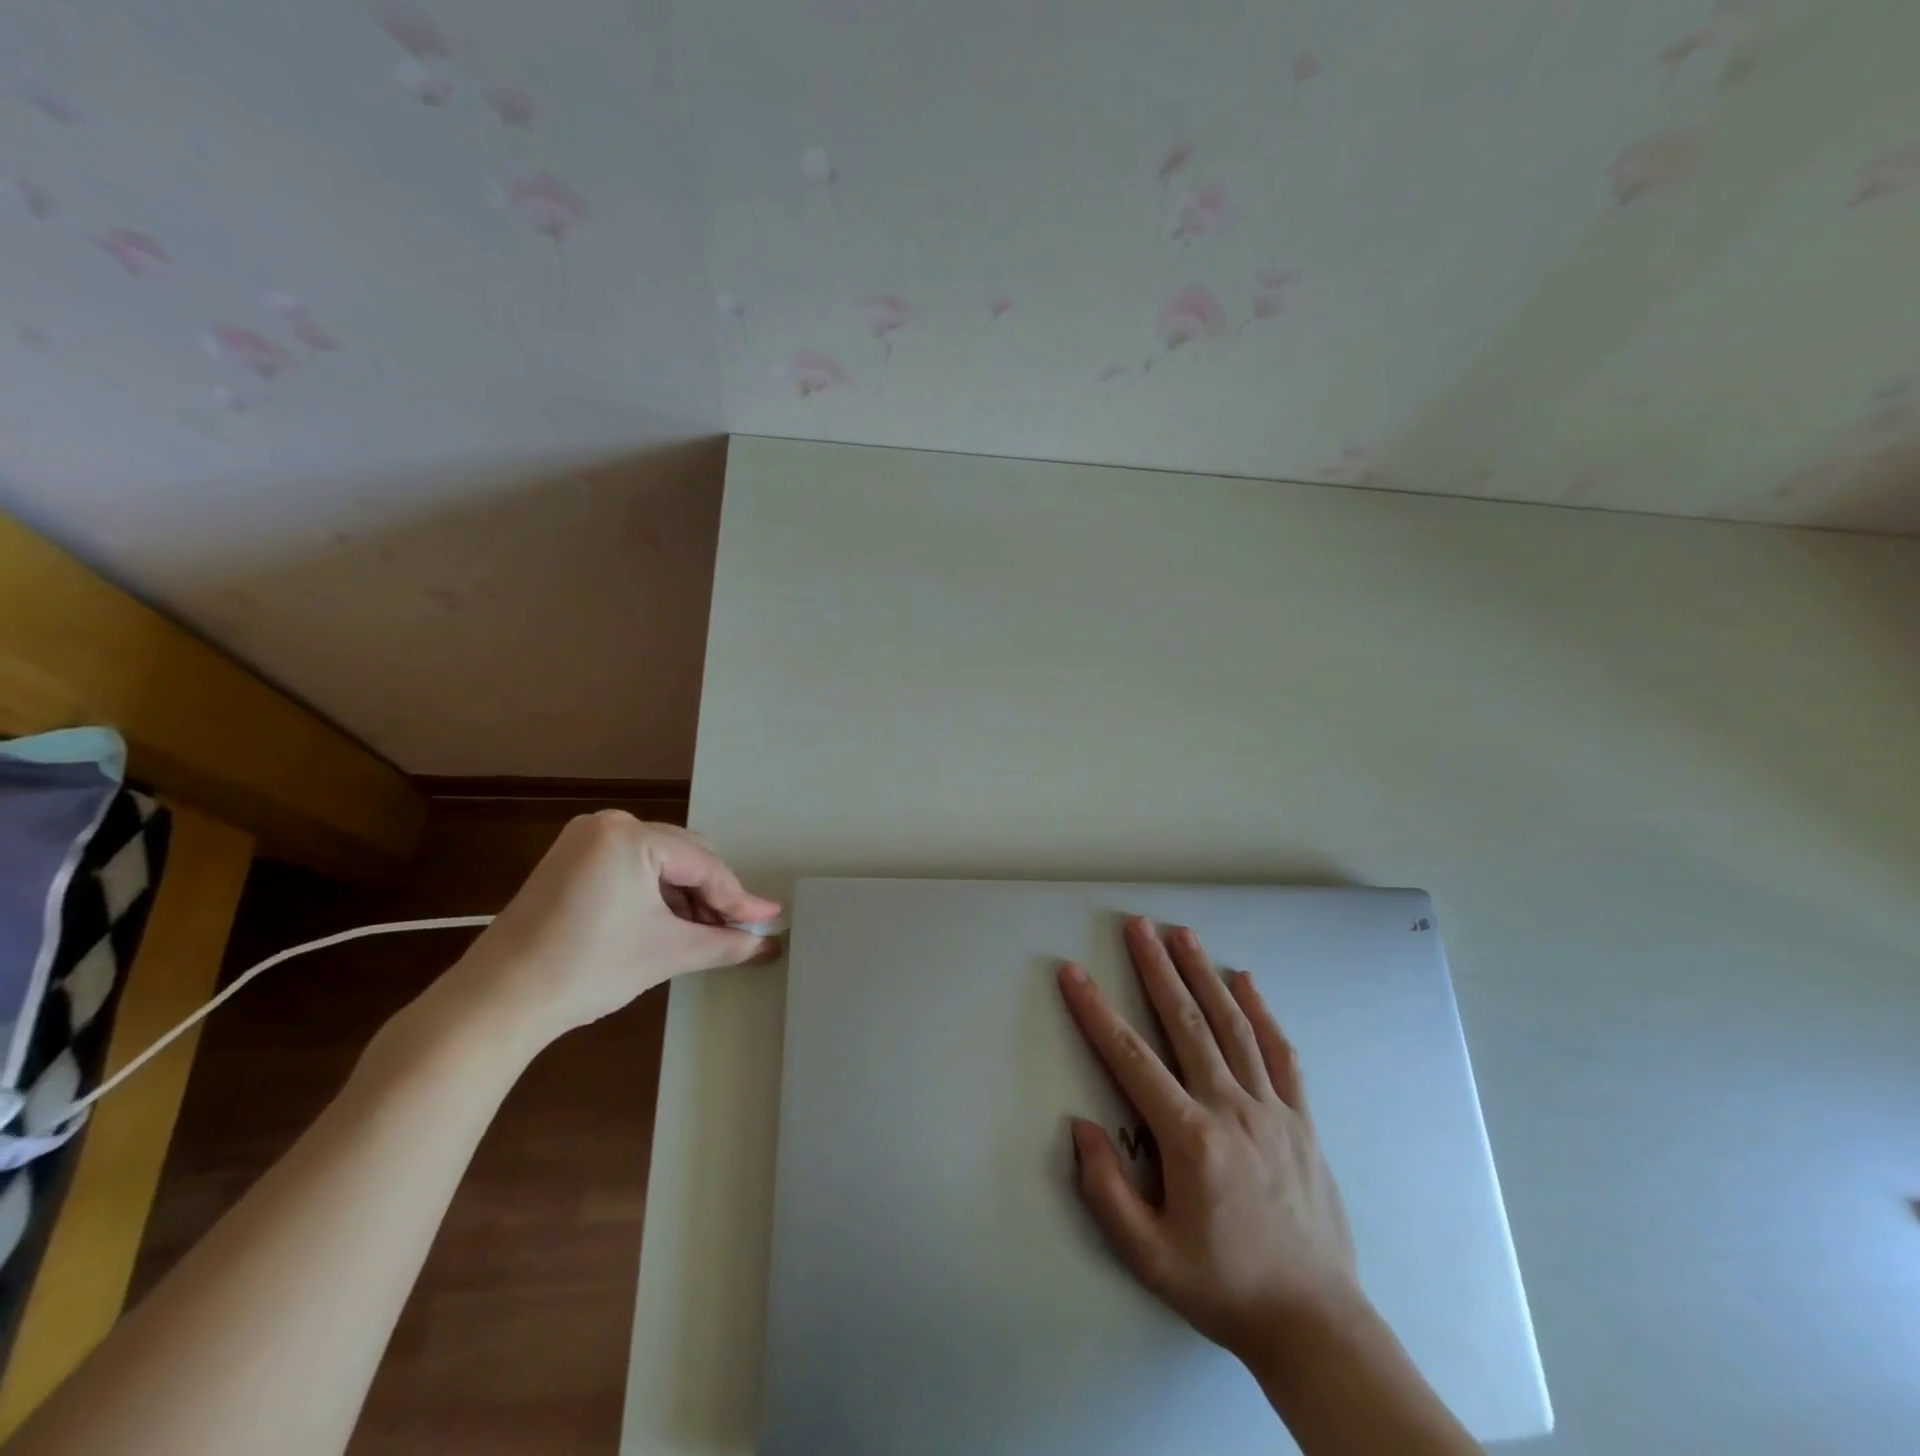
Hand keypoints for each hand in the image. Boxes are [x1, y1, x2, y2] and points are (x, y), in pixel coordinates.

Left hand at [447, 812, 780, 1045]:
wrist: (495, 1002)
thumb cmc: (587, 968)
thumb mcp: (667, 952)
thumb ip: (724, 942)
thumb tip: (766, 943)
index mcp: (631, 835)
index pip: (704, 865)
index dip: (739, 899)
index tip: (769, 921)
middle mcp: (608, 824)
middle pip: (684, 856)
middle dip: (713, 896)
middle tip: (737, 931)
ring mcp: (584, 840)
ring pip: (660, 862)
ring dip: (686, 896)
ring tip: (706, 933)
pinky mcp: (569, 861)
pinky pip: (631, 868)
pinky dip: (655, 894)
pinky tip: (669, 923)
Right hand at [1058, 918, 1360, 1360]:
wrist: (1315, 1324)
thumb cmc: (1223, 1288)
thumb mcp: (1149, 1255)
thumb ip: (1106, 1189)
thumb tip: (1080, 1126)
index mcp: (1190, 1139)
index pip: (1131, 1058)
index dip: (1096, 1012)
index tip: (1074, 973)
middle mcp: (1231, 1109)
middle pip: (1187, 1024)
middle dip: (1157, 969)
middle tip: (1138, 926)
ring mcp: (1273, 1110)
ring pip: (1233, 1026)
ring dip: (1204, 974)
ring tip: (1183, 935)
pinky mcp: (1302, 1120)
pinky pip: (1281, 1054)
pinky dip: (1261, 1012)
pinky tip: (1246, 981)